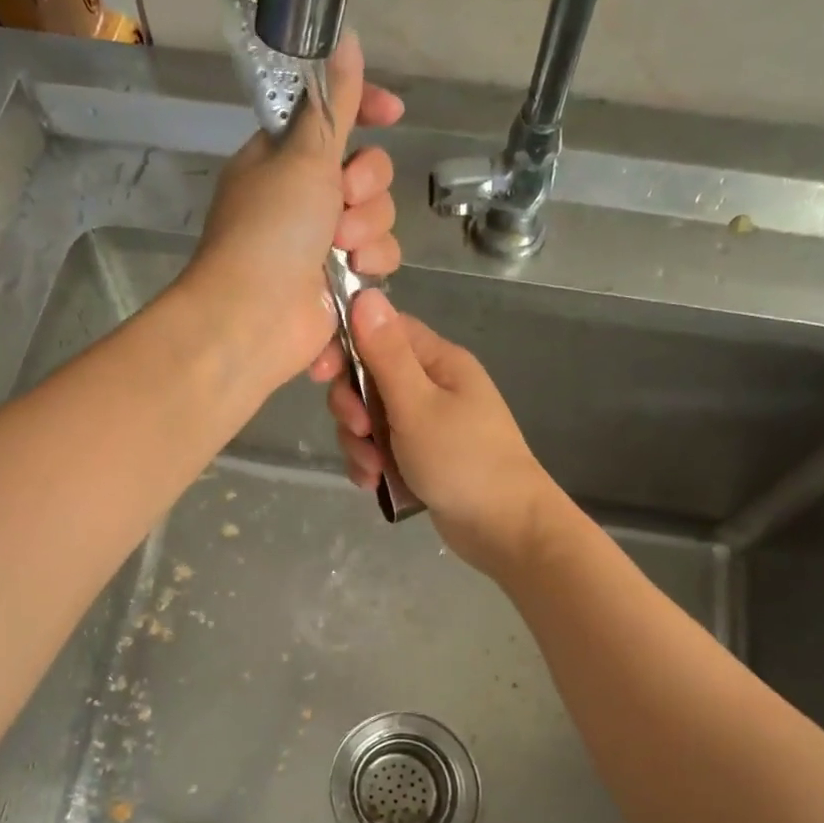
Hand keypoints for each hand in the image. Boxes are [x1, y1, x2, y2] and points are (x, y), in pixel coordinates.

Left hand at [178, 31, 405, 389]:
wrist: (255, 319)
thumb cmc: (270, 230)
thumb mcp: (302, 155)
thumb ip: (333, 103)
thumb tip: (345, 37)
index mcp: (284, 159)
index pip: (334, 118)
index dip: (367, 110)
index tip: (394, 113)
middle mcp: (305, 198)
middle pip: (369, 173)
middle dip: (367, 187)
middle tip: (341, 203)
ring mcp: (323, 244)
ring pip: (380, 219)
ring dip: (368, 232)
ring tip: (342, 252)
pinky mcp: (341, 284)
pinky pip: (379, 262)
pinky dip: (370, 269)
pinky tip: (353, 280)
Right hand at [327, 291, 564, 574]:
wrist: (503, 528)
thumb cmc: (463, 460)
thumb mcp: (417, 405)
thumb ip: (386, 354)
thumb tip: (366, 294)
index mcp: (438, 361)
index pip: (382, 331)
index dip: (346, 347)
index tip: (319, 374)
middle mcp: (432, 386)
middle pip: (369, 378)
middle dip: (353, 407)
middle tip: (360, 431)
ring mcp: (426, 424)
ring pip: (371, 418)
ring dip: (361, 444)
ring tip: (373, 470)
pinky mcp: (420, 456)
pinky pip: (381, 449)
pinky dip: (372, 464)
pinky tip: (375, 484)